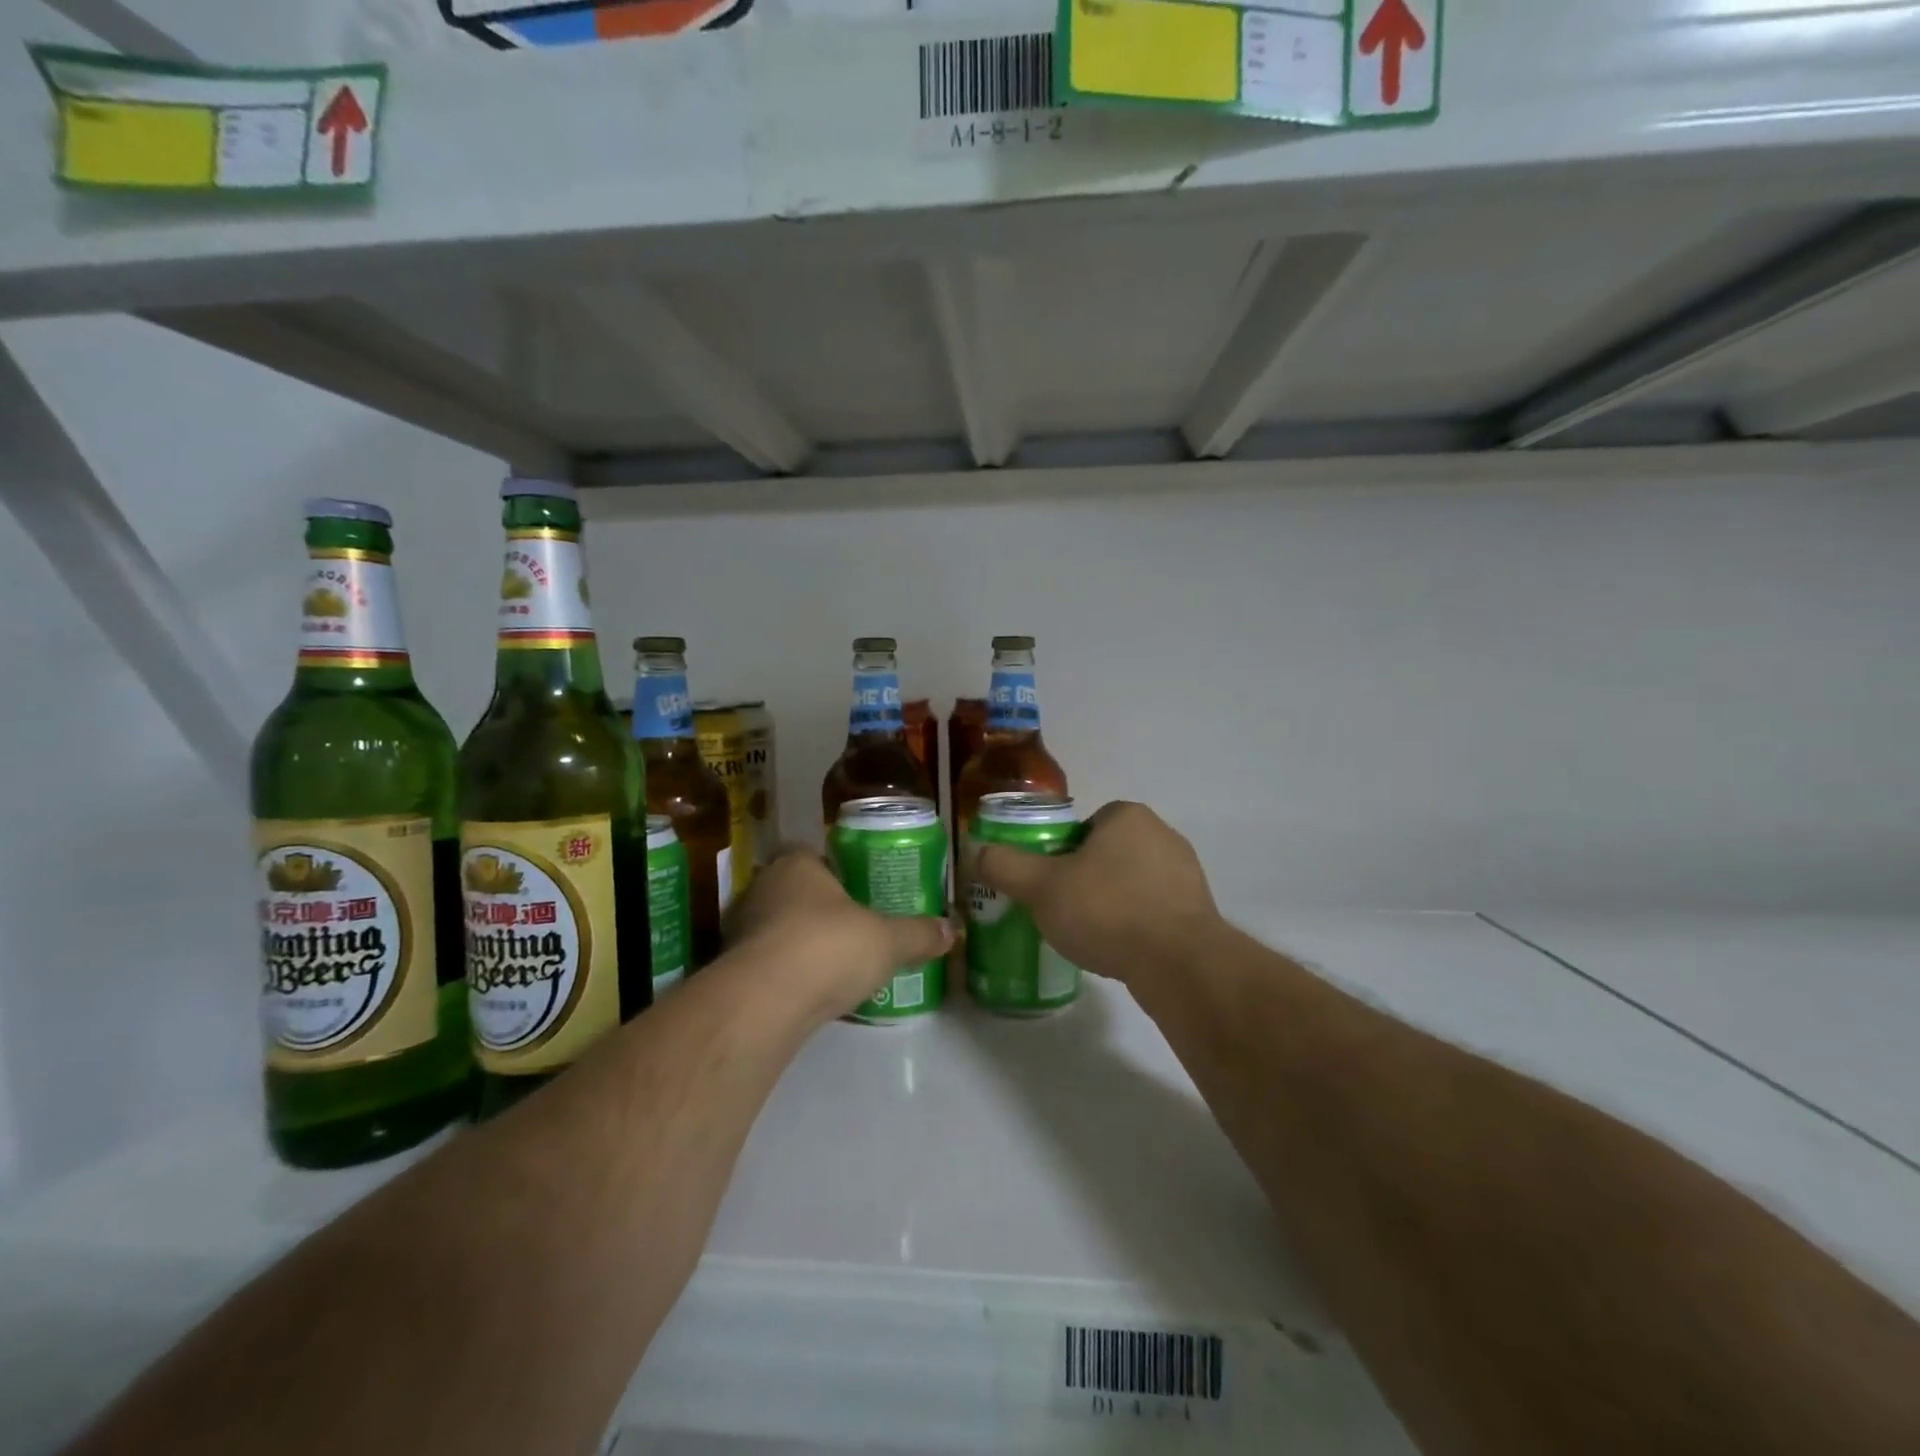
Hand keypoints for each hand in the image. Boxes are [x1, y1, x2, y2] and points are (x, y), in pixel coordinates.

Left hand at [725, 847, 952, 1023]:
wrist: (764, 1003)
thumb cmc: (828, 948)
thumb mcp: (887, 940)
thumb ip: (918, 934)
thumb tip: (952, 930)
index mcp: (796, 864)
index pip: (814, 855)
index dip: (837, 872)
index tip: (859, 892)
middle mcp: (762, 887)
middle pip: (795, 891)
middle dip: (820, 909)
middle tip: (853, 928)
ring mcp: (741, 928)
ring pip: (777, 927)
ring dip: (799, 942)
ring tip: (834, 963)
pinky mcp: (731, 969)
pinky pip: (766, 962)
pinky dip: (785, 973)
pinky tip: (809, 991)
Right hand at [971, 801, 1218, 986]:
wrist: (1179, 964)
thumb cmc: (1107, 910)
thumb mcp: (1041, 887)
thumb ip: (1005, 866)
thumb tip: (976, 852)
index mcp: (1128, 816)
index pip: (1085, 825)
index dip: (1060, 853)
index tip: (1048, 883)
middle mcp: (1163, 835)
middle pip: (1107, 853)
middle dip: (1085, 878)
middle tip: (1062, 909)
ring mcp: (1187, 874)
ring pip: (1132, 883)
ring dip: (1112, 903)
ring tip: (1090, 935)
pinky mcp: (1199, 912)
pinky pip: (1155, 911)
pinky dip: (1136, 926)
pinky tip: (1120, 950)